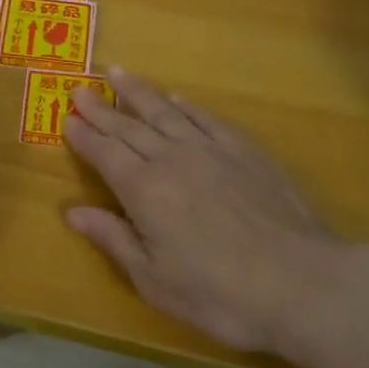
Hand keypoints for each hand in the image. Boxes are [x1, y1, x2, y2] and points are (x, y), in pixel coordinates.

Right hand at [63, 69, 337, 353]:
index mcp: (144, 190)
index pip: (105, 153)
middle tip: (80, 89)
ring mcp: (211, 150)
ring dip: (139, 92)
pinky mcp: (245, 151)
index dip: (84, 136)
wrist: (301, 283)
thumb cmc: (220, 294)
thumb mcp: (154, 280)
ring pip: (165, 112)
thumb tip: (73, 212)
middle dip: (101, 108)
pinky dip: (187, 106)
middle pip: (129, 126)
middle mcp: (172, 159)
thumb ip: (113, 239)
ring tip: (117, 73)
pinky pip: (207, 118)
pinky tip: (176, 98)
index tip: (67, 118)